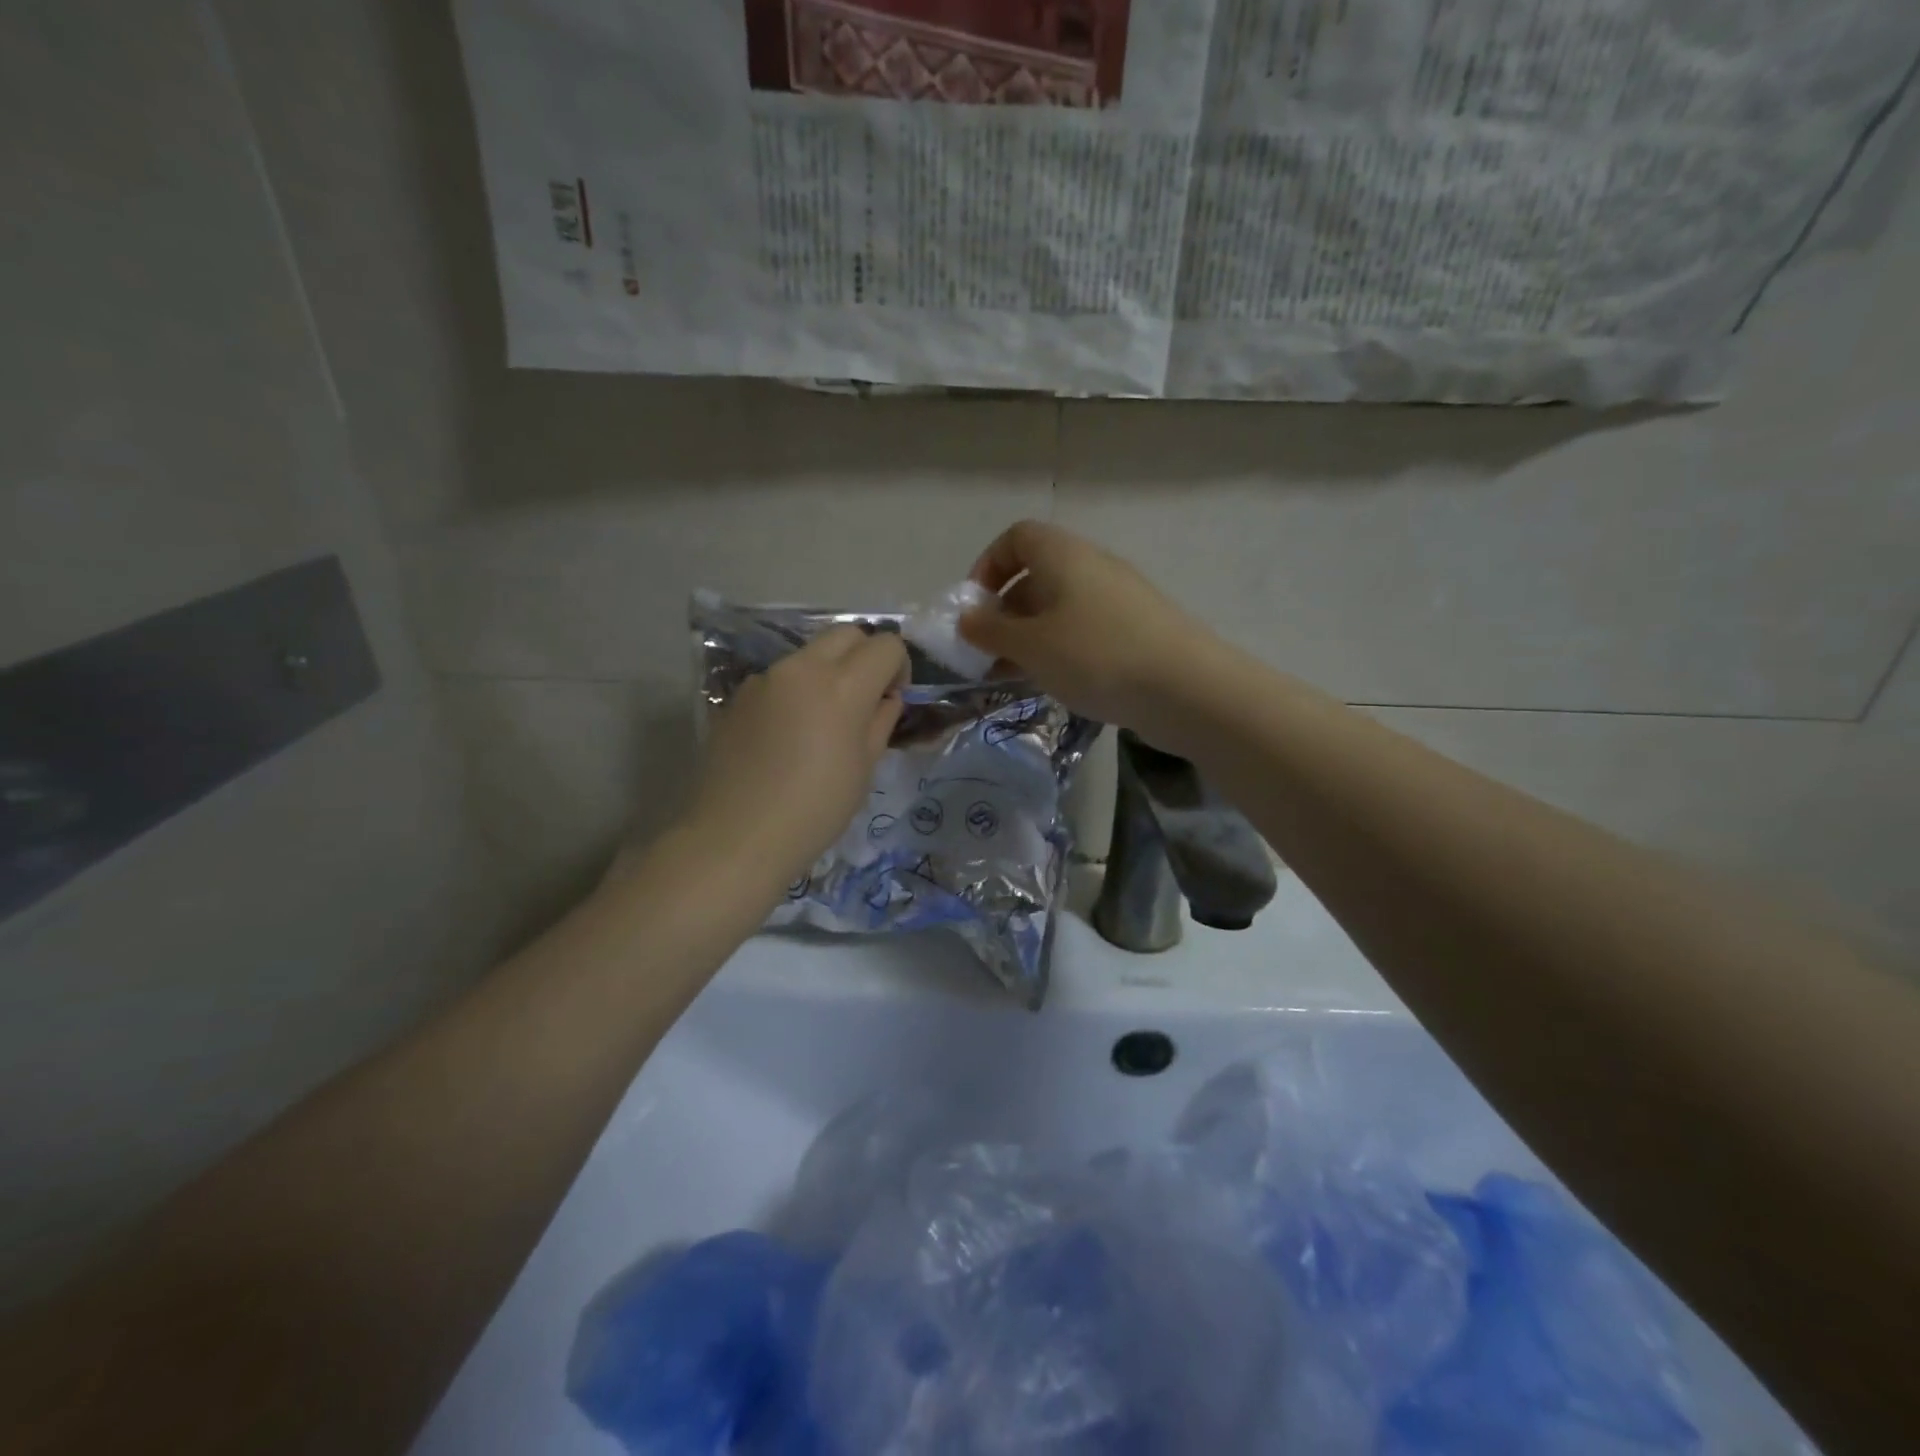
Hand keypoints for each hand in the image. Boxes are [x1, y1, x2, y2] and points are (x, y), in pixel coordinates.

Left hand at [680, 625, 906, 885]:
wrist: (736, 836)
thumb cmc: (814, 809)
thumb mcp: (863, 769)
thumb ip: (880, 722)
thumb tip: (886, 698)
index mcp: (842, 686)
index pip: (886, 645)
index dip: (899, 666)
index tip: (893, 697)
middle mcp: (802, 668)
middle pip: (846, 633)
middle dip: (865, 656)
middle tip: (865, 697)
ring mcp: (765, 678)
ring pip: (809, 654)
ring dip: (828, 672)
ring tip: (823, 720)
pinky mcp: (738, 695)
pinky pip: (779, 678)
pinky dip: (795, 691)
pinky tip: (787, 735)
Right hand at [958, 521, 1215, 734]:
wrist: (1185, 688)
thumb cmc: (1095, 656)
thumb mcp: (1030, 645)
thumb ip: (990, 630)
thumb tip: (967, 617)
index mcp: (1063, 555)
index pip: (1016, 537)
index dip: (988, 566)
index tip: (975, 608)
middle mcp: (1092, 566)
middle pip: (1037, 574)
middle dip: (1005, 611)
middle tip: (989, 652)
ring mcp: (1118, 598)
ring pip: (1060, 607)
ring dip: (1030, 636)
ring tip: (1013, 675)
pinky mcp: (1136, 629)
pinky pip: (1084, 629)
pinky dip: (1060, 649)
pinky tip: (1054, 682)